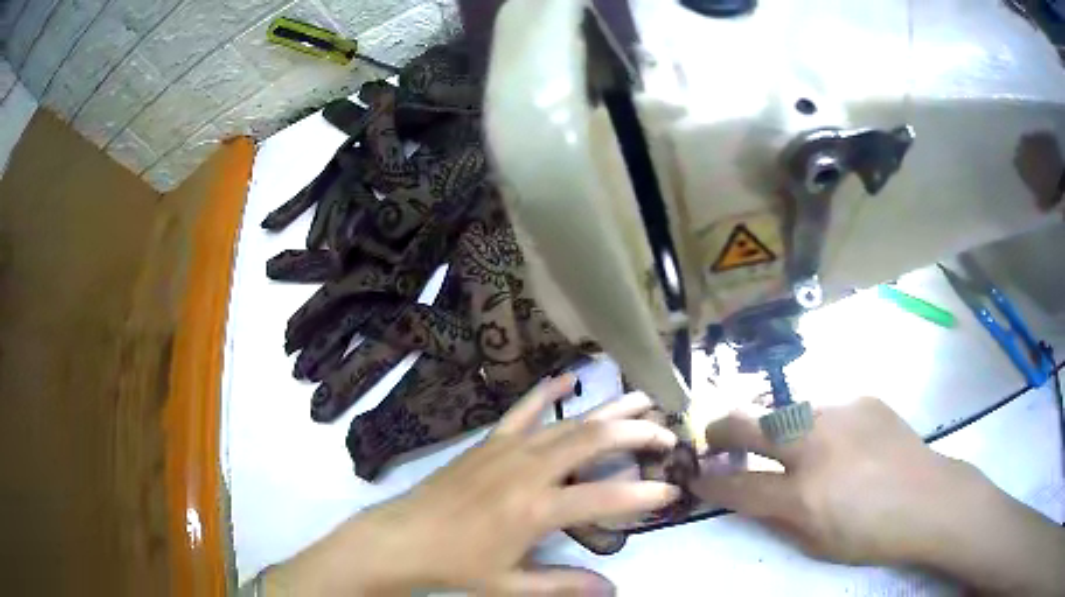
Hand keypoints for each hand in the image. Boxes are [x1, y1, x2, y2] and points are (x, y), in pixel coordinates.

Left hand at [266, 375, 679, 595]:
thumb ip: (564, 585)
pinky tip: (569, 377)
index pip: (603, 499)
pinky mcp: (489, 442)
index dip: (642, 494)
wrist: (404, 537)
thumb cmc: (458, 565)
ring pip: (567, 422)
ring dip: (608, 409)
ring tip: (643, 398)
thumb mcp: (511, 586)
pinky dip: (548, 391)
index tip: (672, 490)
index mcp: (535, 511)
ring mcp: (507, 450)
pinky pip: (524, 410)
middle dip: (636, 434)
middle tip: (668, 433)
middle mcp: (527, 471)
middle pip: (592, 442)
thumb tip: (612, 589)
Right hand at [690, 397, 995, 564]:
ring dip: (771, 426)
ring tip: (780, 442)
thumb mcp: (816, 544)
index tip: (696, 480)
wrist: (927, 499)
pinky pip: (823, 406)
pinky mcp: (861, 398)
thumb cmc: (871, 535)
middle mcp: (815, 445)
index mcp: (802, 493)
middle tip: (713, 439)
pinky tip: (833, 438)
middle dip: (720, 431)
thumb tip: (749, 496)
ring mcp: (840, 413)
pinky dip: (813, 423)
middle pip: (749, 424)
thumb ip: (777, 518)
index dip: (710, 483)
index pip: (738, 484)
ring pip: (786, 408)